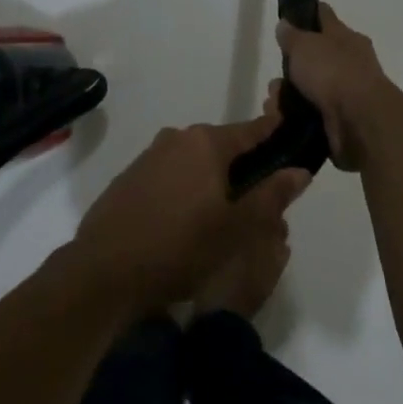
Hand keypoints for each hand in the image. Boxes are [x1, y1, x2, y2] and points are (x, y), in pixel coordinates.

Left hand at [71, 112, 310, 316]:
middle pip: (221, 146)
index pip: (251, 130)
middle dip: (241, 168)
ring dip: (210, 181)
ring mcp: (148, 157)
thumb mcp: (235, 229)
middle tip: (256, 202)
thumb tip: (300, 171)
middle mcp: (176, 139)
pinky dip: (182, 191)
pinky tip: (182, 224)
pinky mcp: (127, 179)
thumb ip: (271, 196)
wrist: (102, 273)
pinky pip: (167, 177)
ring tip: (220, 218)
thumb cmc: (178, 247)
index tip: (291, 138)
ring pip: (193, 162)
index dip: (274, 134)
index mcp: (205, 143)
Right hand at [271, 3, 390, 169]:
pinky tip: (281, 121)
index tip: (290, 18)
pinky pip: (311, 115)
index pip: (325, 18)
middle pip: (315, 59)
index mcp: (346, 38)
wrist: (360, 121)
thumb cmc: (333, 72)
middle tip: (275, 82)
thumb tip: (285, 24)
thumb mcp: (305, 45)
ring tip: (273, 105)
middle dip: (291, 70)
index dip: (308, 15)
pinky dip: (295, 118)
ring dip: (288, 97)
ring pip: (310, 90)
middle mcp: (350, 63)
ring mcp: (347, 94)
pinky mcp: (341, 121)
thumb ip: (292, 35)